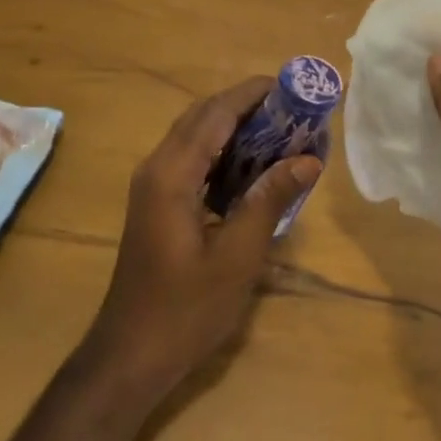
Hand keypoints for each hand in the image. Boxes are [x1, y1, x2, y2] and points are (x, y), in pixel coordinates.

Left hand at [80, 77, 321, 409]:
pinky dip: (223, 152)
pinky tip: (253, 167)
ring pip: (196, 136)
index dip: (252, 93)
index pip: (215, 113)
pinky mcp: (156, 202)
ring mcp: (152, 185)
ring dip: (235, 127)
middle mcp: (157, 167)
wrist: (131, 354)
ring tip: (280, 131)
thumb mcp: (238, 256)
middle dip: (246, 106)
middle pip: (202, 116)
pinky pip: (191, 159)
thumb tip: (309, 159)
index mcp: (172, 174)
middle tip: (293, 110)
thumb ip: (270, 199)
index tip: (291, 86)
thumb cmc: (186, 309)